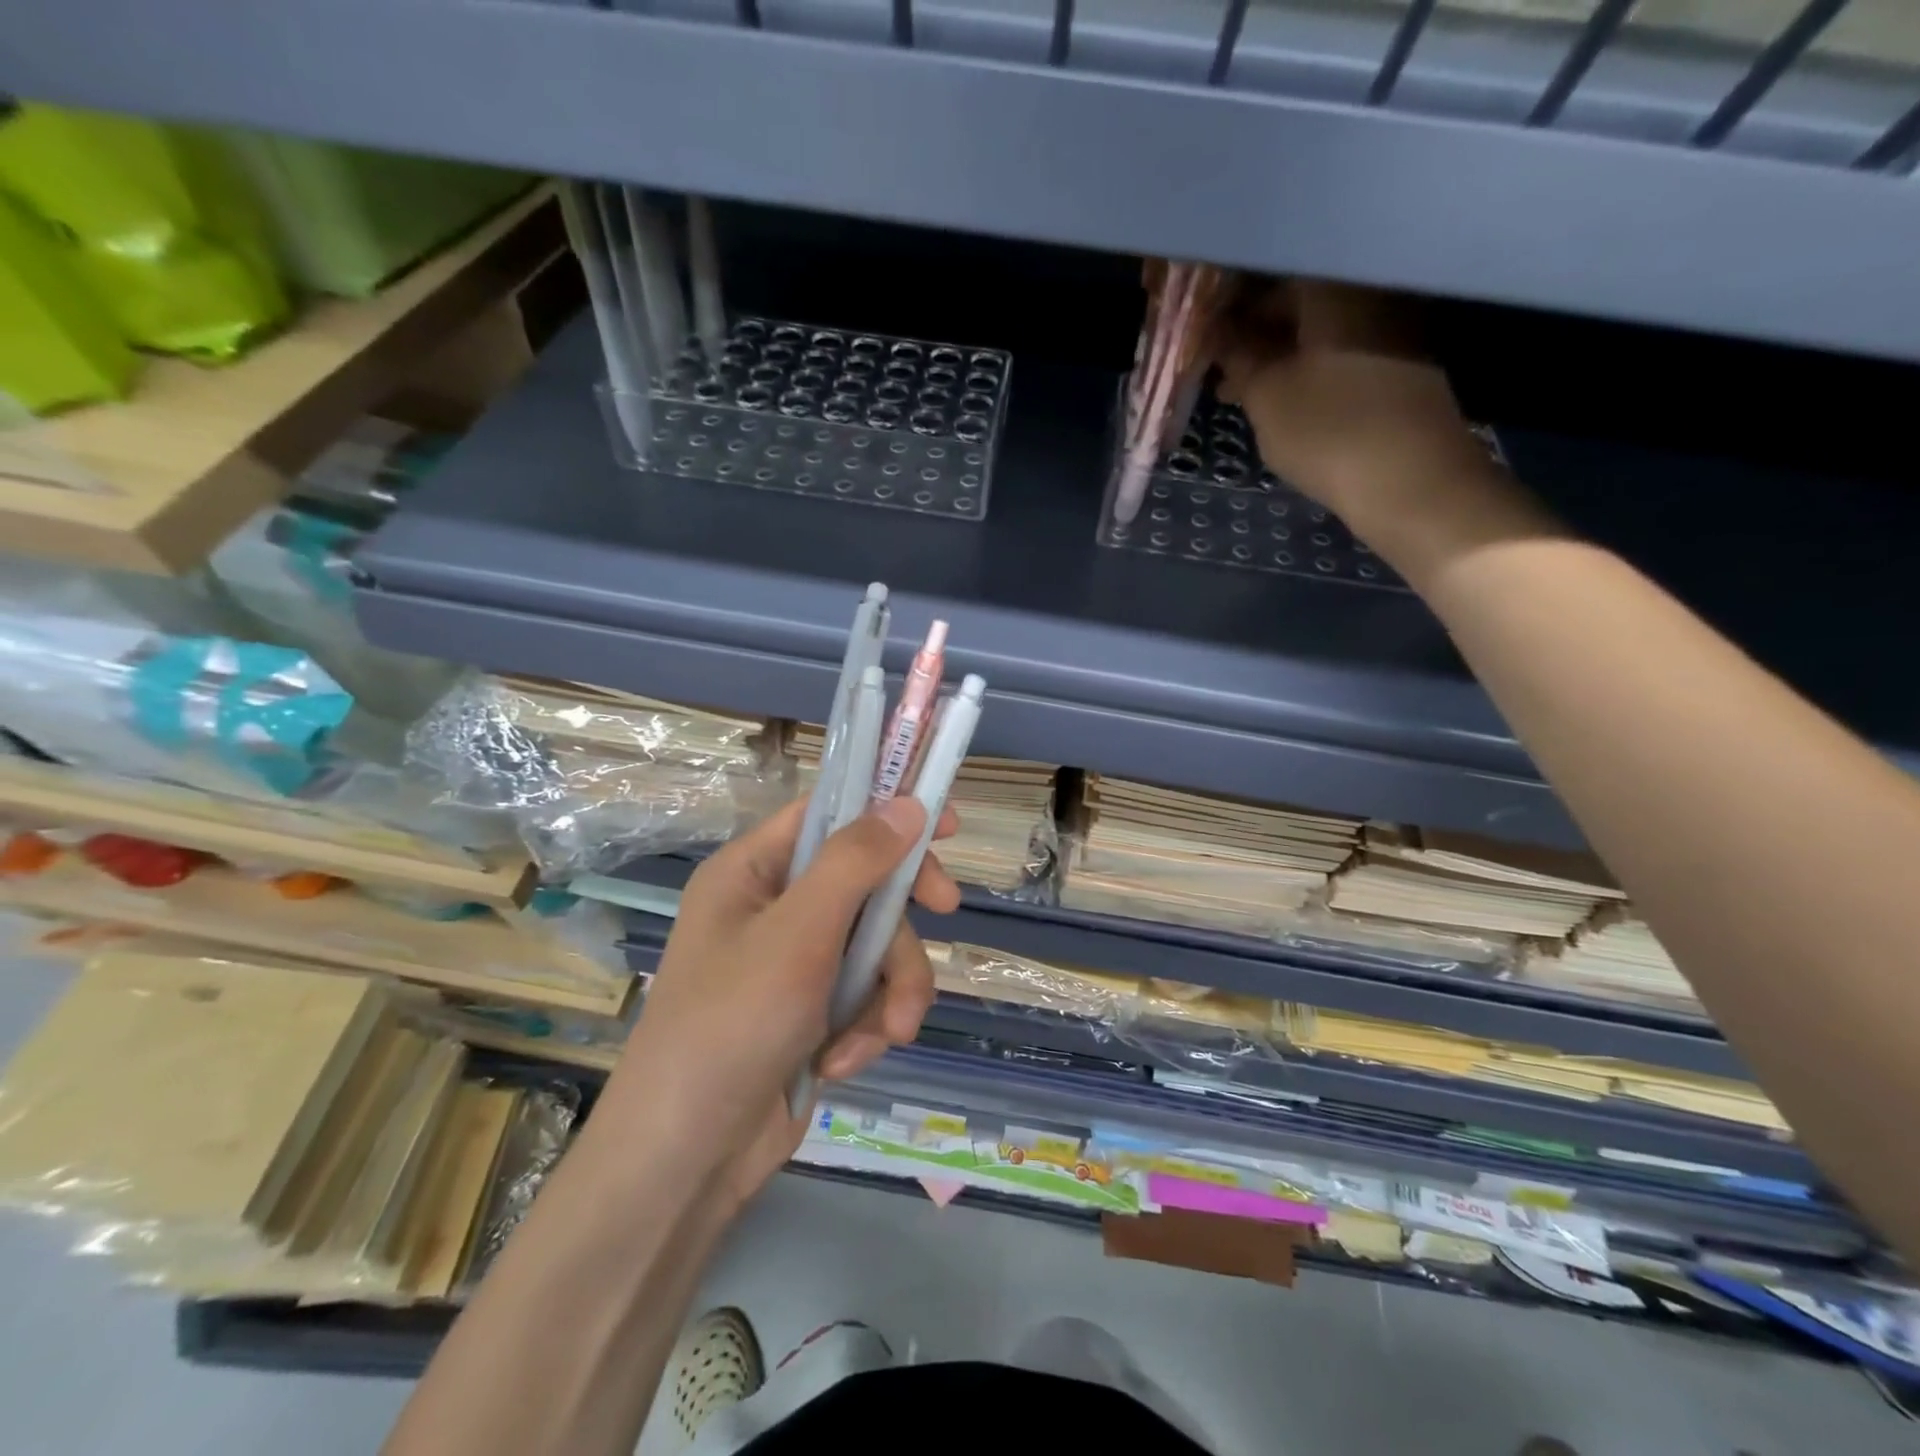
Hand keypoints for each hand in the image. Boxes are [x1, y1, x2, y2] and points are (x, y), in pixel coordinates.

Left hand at [596, 796, 959, 1213]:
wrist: (688, 1160)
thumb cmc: (731, 1025)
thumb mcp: (798, 934)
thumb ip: (855, 863)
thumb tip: (907, 803)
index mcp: (753, 872)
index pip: (828, 816)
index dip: (885, 812)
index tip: (944, 823)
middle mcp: (775, 910)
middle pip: (866, 884)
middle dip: (900, 919)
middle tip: (947, 911)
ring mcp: (796, 964)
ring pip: (877, 947)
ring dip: (892, 989)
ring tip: (888, 1032)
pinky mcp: (813, 1013)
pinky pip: (866, 996)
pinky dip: (867, 1026)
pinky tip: (844, 1062)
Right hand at [1212, 279, 1535, 568]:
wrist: (1412, 482)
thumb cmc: (1328, 430)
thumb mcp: (1265, 395)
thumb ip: (1237, 355)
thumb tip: (1216, 330)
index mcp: (1332, 286)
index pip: (1268, 271)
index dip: (1227, 299)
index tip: (1200, 329)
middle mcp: (1368, 290)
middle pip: (1296, 296)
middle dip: (1250, 329)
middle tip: (1215, 366)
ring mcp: (1391, 325)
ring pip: (1316, 327)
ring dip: (1274, 353)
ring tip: (1238, 390)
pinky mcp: (1399, 362)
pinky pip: (1339, 349)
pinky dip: (1304, 366)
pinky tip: (1280, 398)